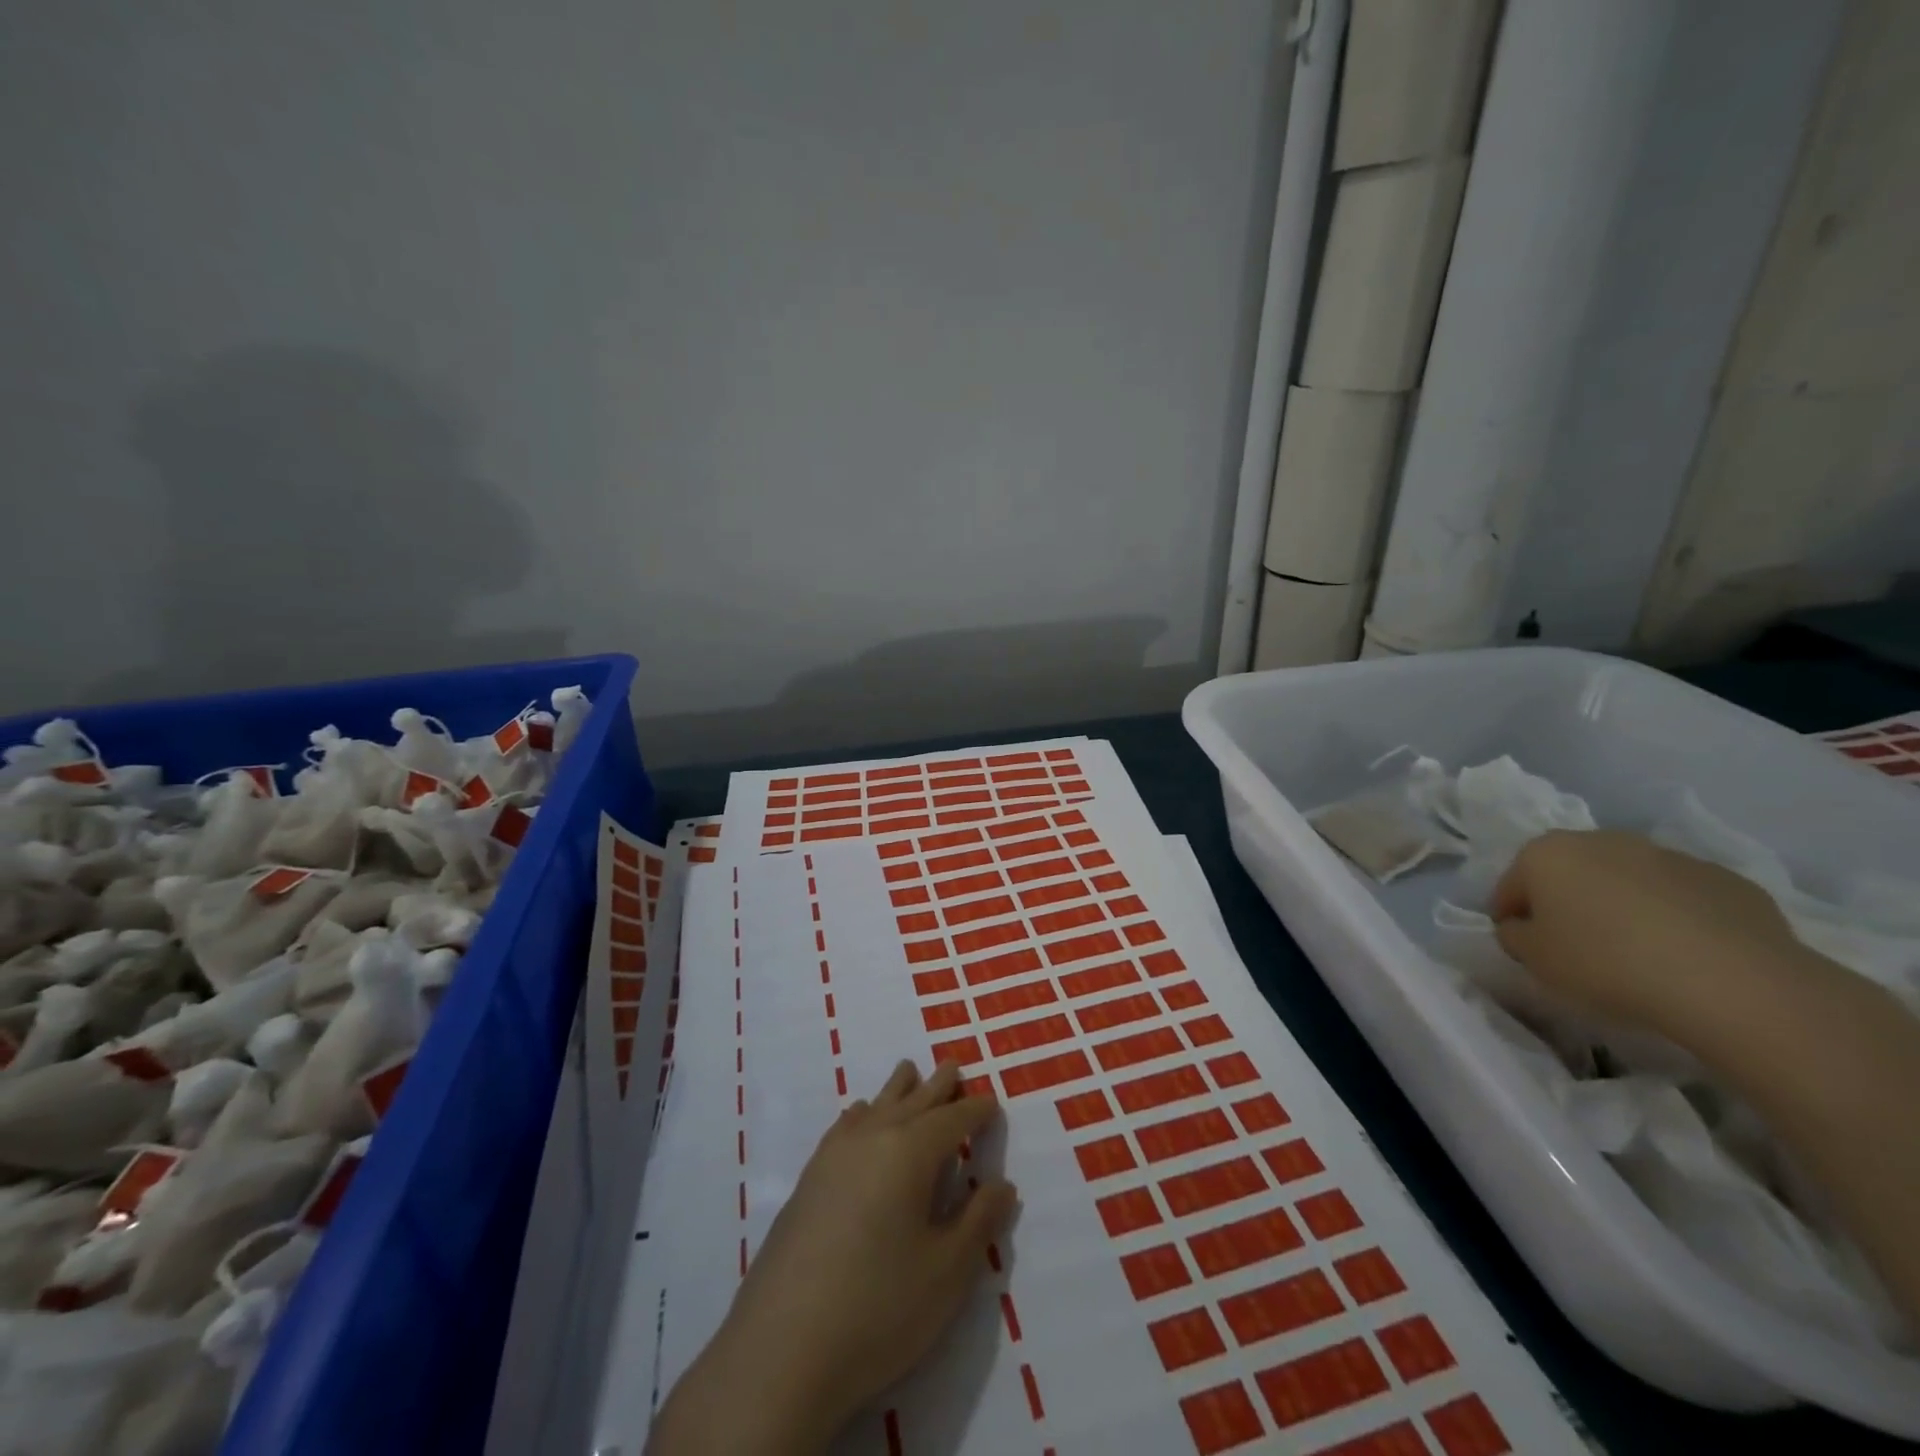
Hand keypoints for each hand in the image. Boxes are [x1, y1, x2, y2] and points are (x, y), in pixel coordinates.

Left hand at [649, 1059, 1016, 1455]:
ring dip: (899, 1089)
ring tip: (910, 1072)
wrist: (781, 1348)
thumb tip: (1001, 1184)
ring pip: (876, 1105)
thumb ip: (978, 1222)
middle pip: (913, 1100)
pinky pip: (844, 1125)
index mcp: (911, 1151)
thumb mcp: (947, 1272)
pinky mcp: (808, 1179)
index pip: (953, 1120)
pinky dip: (863, 1113)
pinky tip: (860, 1116)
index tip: (992, 1103)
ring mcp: (834, 1155)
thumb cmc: (879, 1307)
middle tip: (954, 1066)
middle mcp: (873, 1137)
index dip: (976, 1110)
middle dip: (938, 1086)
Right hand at [1490, 830, 1819, 1032]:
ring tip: (1636, 953)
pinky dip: (1675, 918)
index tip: (1524, 947)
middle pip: (1570, 873)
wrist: (1733, 982)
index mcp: (1546, 852)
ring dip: (1621, 906)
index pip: (1512, 885)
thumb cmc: (1607, 962)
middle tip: (1576, 947)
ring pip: (1627, 881)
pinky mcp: (1726, 879)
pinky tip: (1685, 954)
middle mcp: (1602, 840)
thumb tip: (1523, 927)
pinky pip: (1682, 898)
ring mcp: (1669, 855)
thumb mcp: (1534, 958)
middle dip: (1567, 903)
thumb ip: (1515, 935)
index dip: (1512, 918)